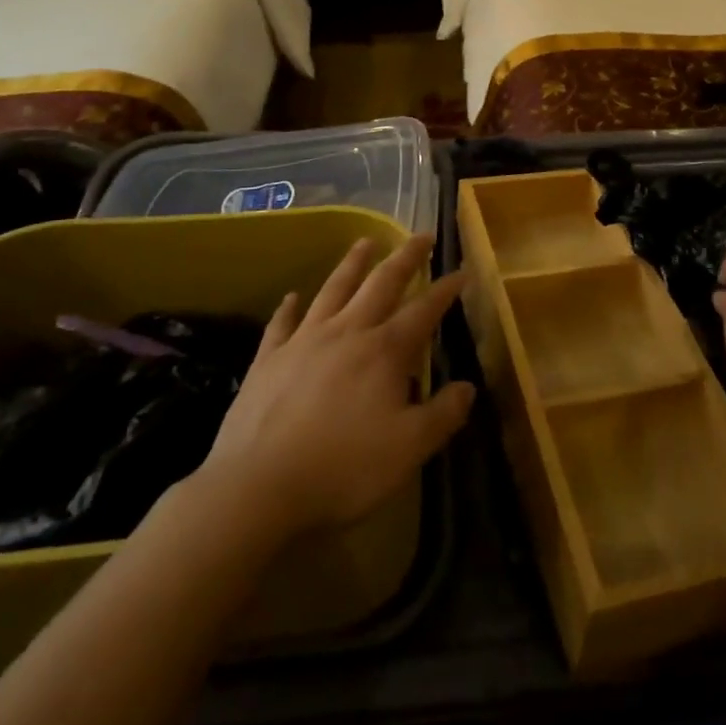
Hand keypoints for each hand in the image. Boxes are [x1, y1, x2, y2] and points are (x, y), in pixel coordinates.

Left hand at [194, 234, 473, 537]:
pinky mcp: (268, 360)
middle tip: (420, 235)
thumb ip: (444, 414)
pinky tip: (292, 296)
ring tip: (365, 241)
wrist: (257, 488)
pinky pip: (282, 323)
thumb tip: (468, 387)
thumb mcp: (409, 448)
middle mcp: (347, 332)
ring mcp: (304, 341)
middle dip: (405, 257)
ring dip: (353, 263)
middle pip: (381, 283)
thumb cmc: (343, 468)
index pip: (424, 310)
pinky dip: (289, 307)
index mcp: (384, 351)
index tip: (462, 272)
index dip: (446, 290)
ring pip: (334, 289)